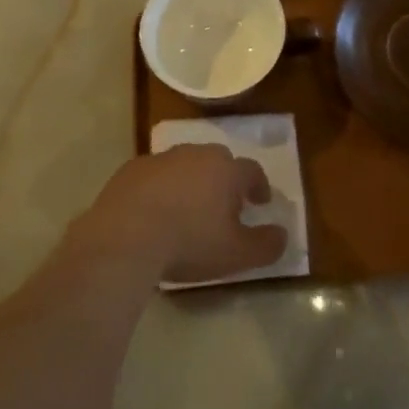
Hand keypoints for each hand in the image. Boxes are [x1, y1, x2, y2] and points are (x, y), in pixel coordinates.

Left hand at [70, 145, 287, 283]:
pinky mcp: (132, 169)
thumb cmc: (189, 242)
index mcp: (225, 170)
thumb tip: (283, 235)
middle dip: (225, 178)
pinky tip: (155, 211)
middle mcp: (195, 155)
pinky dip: (161, 187)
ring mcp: (161, 158)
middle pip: (218, 160)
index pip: (251, 170)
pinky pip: (155, 174)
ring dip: (191, 180)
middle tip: (225, 204)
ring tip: (189, 208)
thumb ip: (266, 245)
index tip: (260, 201)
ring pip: (185, 164)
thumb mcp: (236, 254)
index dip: (259, 186)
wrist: (126, 235)